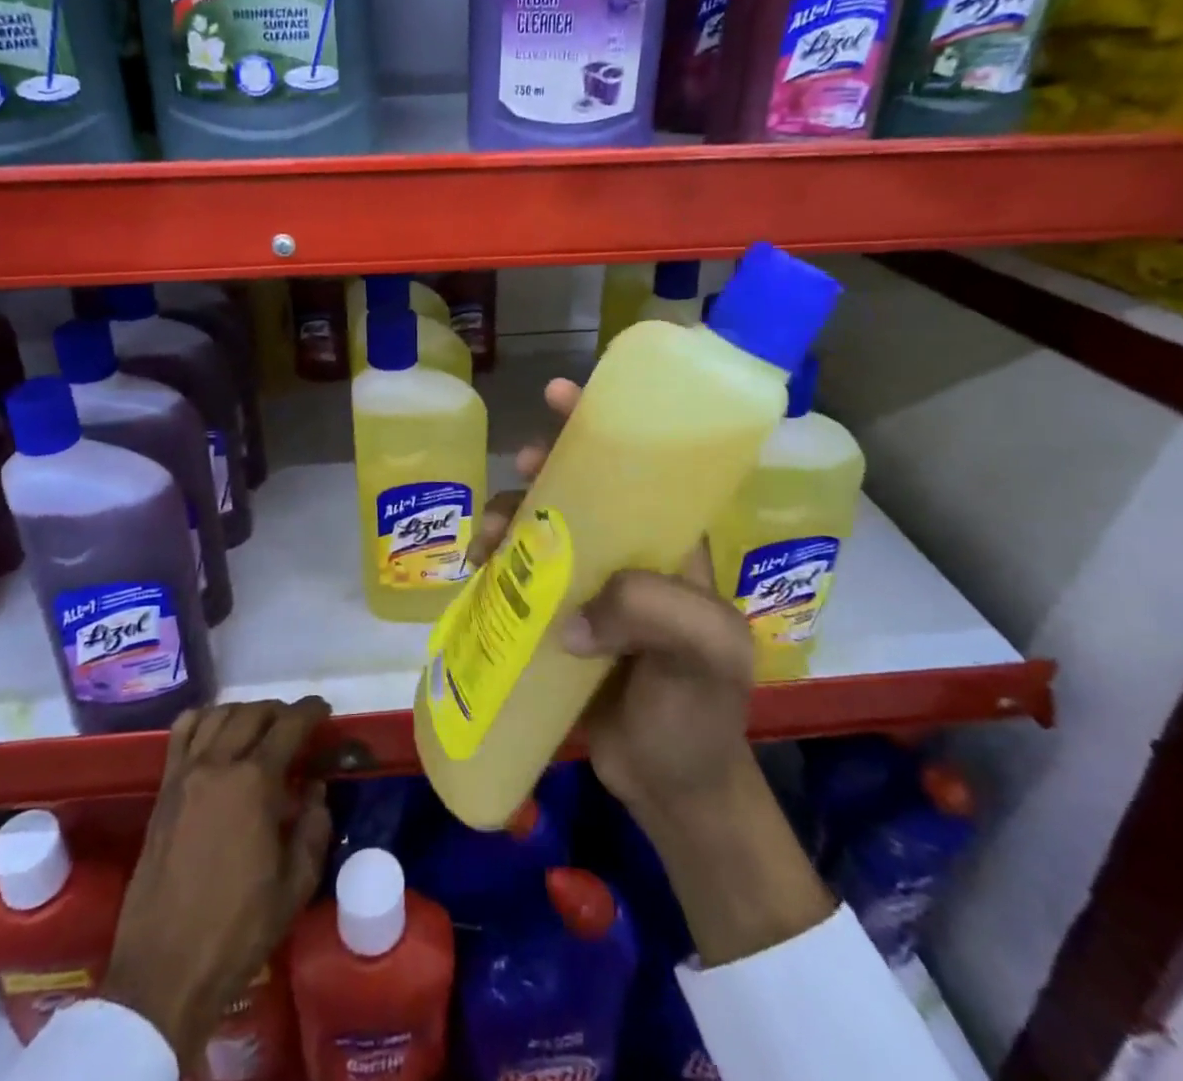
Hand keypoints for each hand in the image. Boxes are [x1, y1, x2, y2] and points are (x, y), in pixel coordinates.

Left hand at [105, 700, 332, 1062]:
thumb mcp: (296, 885)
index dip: (311, 711)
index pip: (289, 725)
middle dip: (281, 712)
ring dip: (245, 712)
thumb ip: (314, 827)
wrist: (165, 971)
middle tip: (297, 726)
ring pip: (218, 715)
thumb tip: (315, 788)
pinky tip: (216, 733)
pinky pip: (181, 734)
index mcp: (255, 782)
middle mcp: (218, 764)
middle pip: (253, 713)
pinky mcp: (163, 792)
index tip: (324, 711)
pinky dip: (204, 719)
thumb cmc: (238, 930)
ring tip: (260, 728)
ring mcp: (185, 775)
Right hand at [474, 378, 832, 964]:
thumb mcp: (706, 655)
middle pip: (577, 490)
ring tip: (486, 541)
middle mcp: (627, 555)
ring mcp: (589, 588)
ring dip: (508, 519)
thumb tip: (570, 616)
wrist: (670, 787)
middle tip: (519, 469)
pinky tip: (476, 572)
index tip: (560, 396)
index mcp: (670, 545)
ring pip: (540, 530)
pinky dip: (494, 565)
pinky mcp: (556, 620)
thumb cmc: (698, 714)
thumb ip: (654, 611)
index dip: (603, 425)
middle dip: (542, 469)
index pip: (640, 469)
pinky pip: (519, 577)